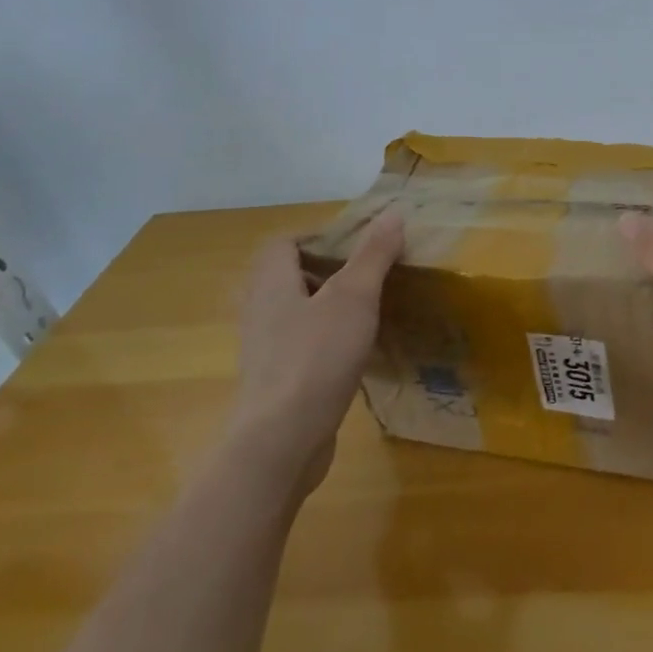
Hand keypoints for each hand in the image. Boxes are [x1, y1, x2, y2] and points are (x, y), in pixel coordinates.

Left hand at [227, 212, 404, 494]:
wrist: (283, 438)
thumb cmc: (317, 357)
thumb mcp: (354, 297)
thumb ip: (373, 255)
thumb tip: (393, 213)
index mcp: (270, 283)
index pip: (282, 243)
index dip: (318, 237)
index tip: (359, 246)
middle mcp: (259, 310)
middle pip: (288, 276)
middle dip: (328, 270)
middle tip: (369, 276)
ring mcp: (265, 348)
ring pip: (295, 311)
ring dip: (328, 306)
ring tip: (369, 311)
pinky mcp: (276, 379)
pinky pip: (300, 344)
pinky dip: (326, 339)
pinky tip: (356, 352)